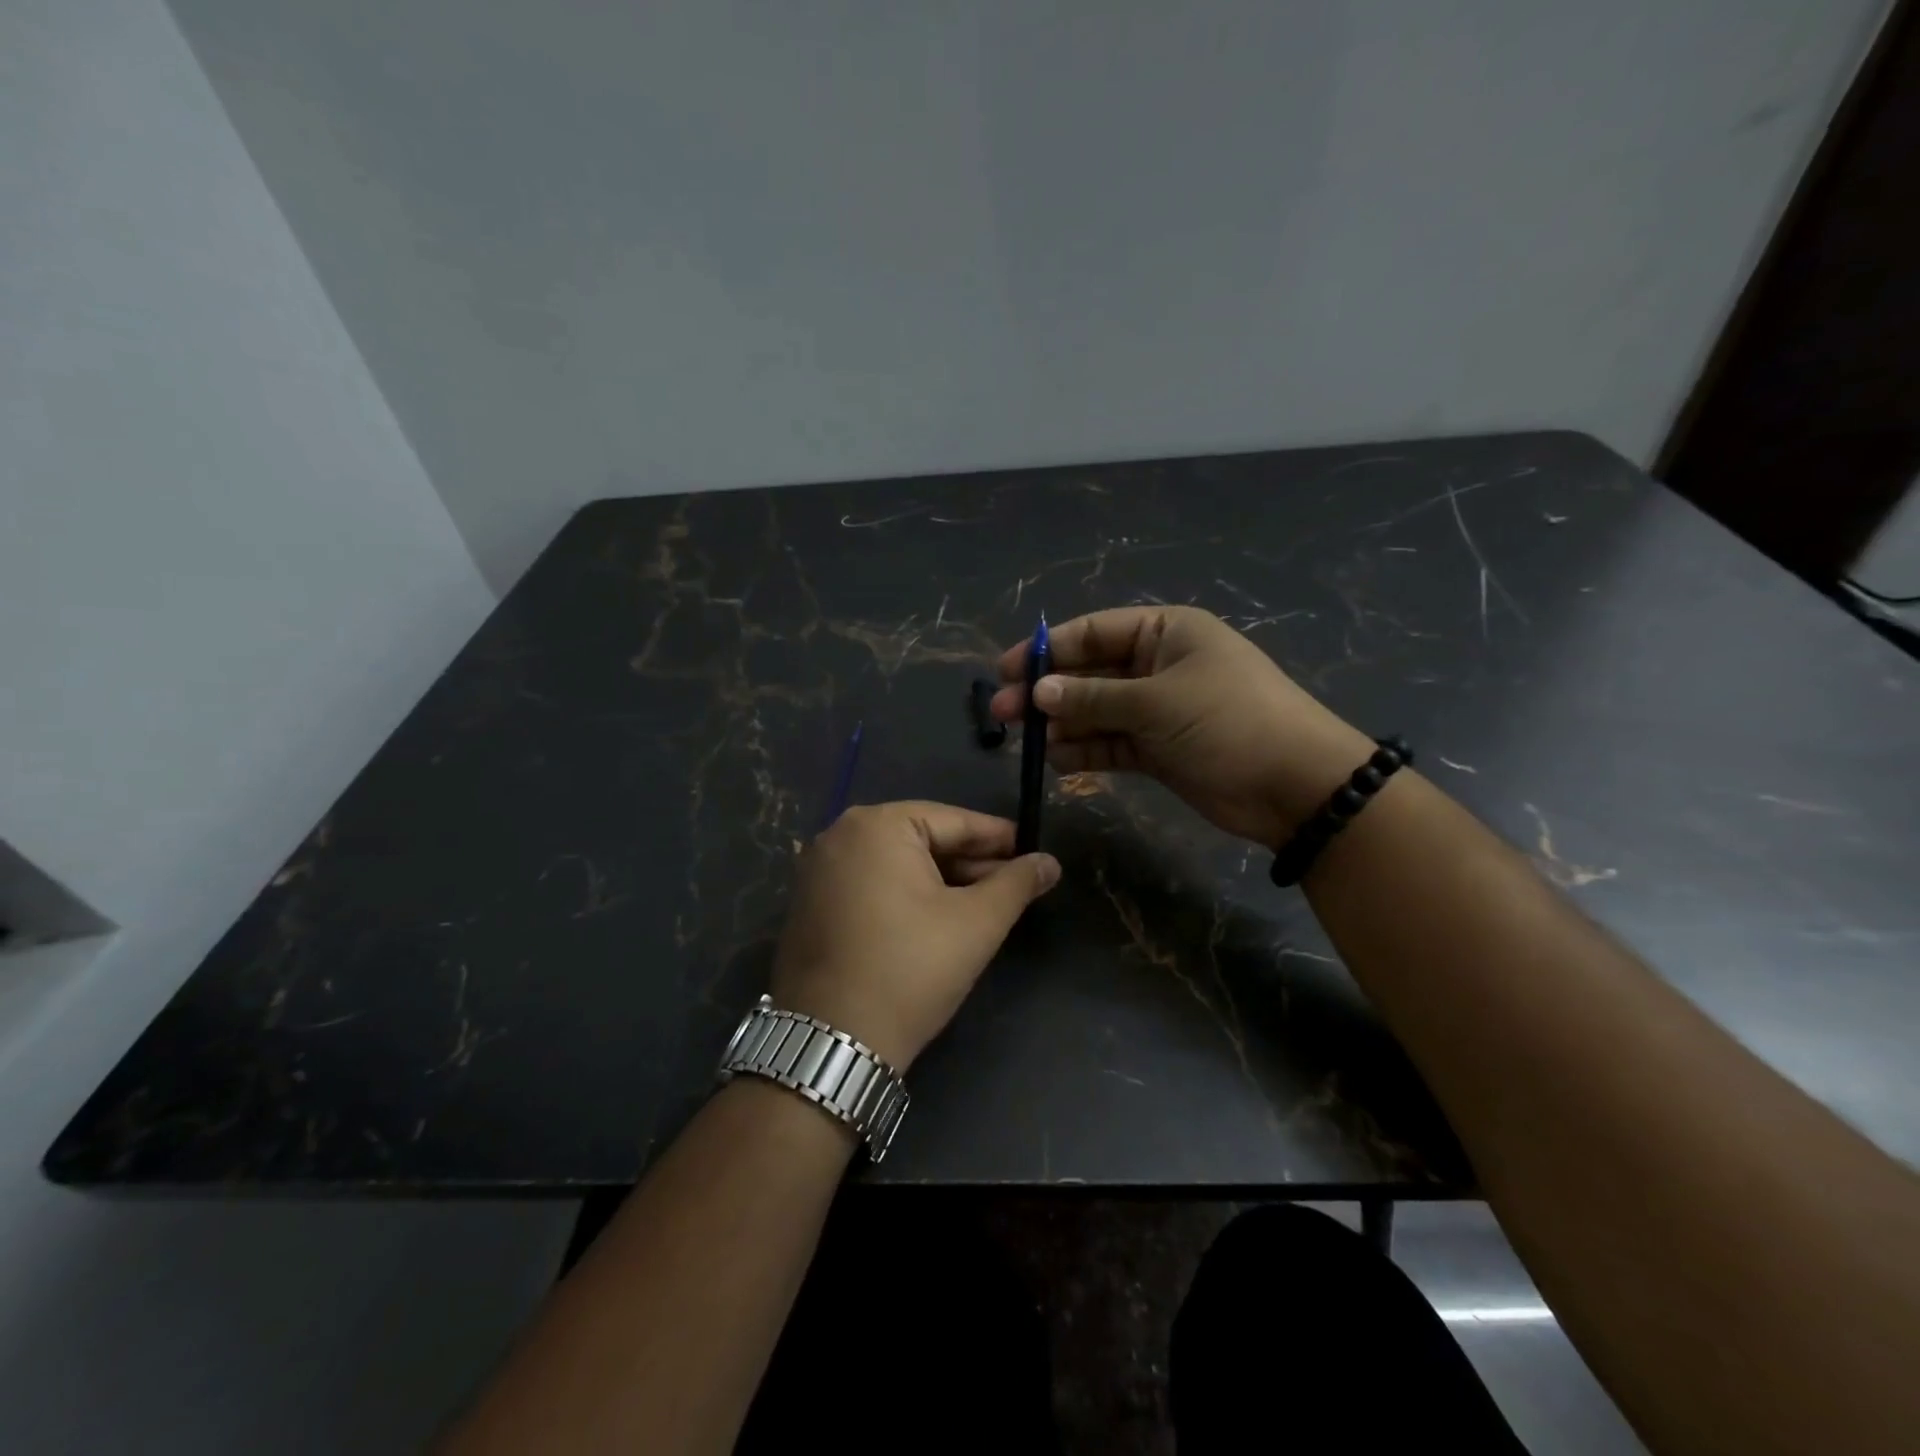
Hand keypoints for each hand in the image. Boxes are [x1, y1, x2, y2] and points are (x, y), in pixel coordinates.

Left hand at [770, 801, 1060, 1069]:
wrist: (832, 1043)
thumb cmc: (910, 969)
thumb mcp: (976, 923)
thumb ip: (1017, 884)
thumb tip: (1050, 862)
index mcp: (877, 825)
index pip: (954, 821)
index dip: (1000, 838)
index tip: (1035, 852)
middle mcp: (840, 834)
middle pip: (923, 839)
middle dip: (971, 863)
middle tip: (1016, 884)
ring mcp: (819, 869)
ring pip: (897, 863)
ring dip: (942, 880)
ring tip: (985, 903)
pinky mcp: (810, 903)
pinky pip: (871, 884)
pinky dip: (907, 894)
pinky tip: (938, 917)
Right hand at [991, 606, 1374, 847]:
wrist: (1294, 786)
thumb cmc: (1228, 722)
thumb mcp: (1157, 702)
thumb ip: (1093, 697)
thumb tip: (1037, 691)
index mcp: (1166, 633)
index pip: (1094, 632)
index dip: (1047, 650)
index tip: (1005, 669)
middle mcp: (1158, 666)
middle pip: (1090, 673)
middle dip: (1047, 691)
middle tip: (1002, 711)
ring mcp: (1158, 709)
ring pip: (1096, 711)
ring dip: (1062, 724)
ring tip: (1026, 741)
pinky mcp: (1159, 749)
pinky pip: (1112, 743)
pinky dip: (1085, 750)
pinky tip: (1056, 760)